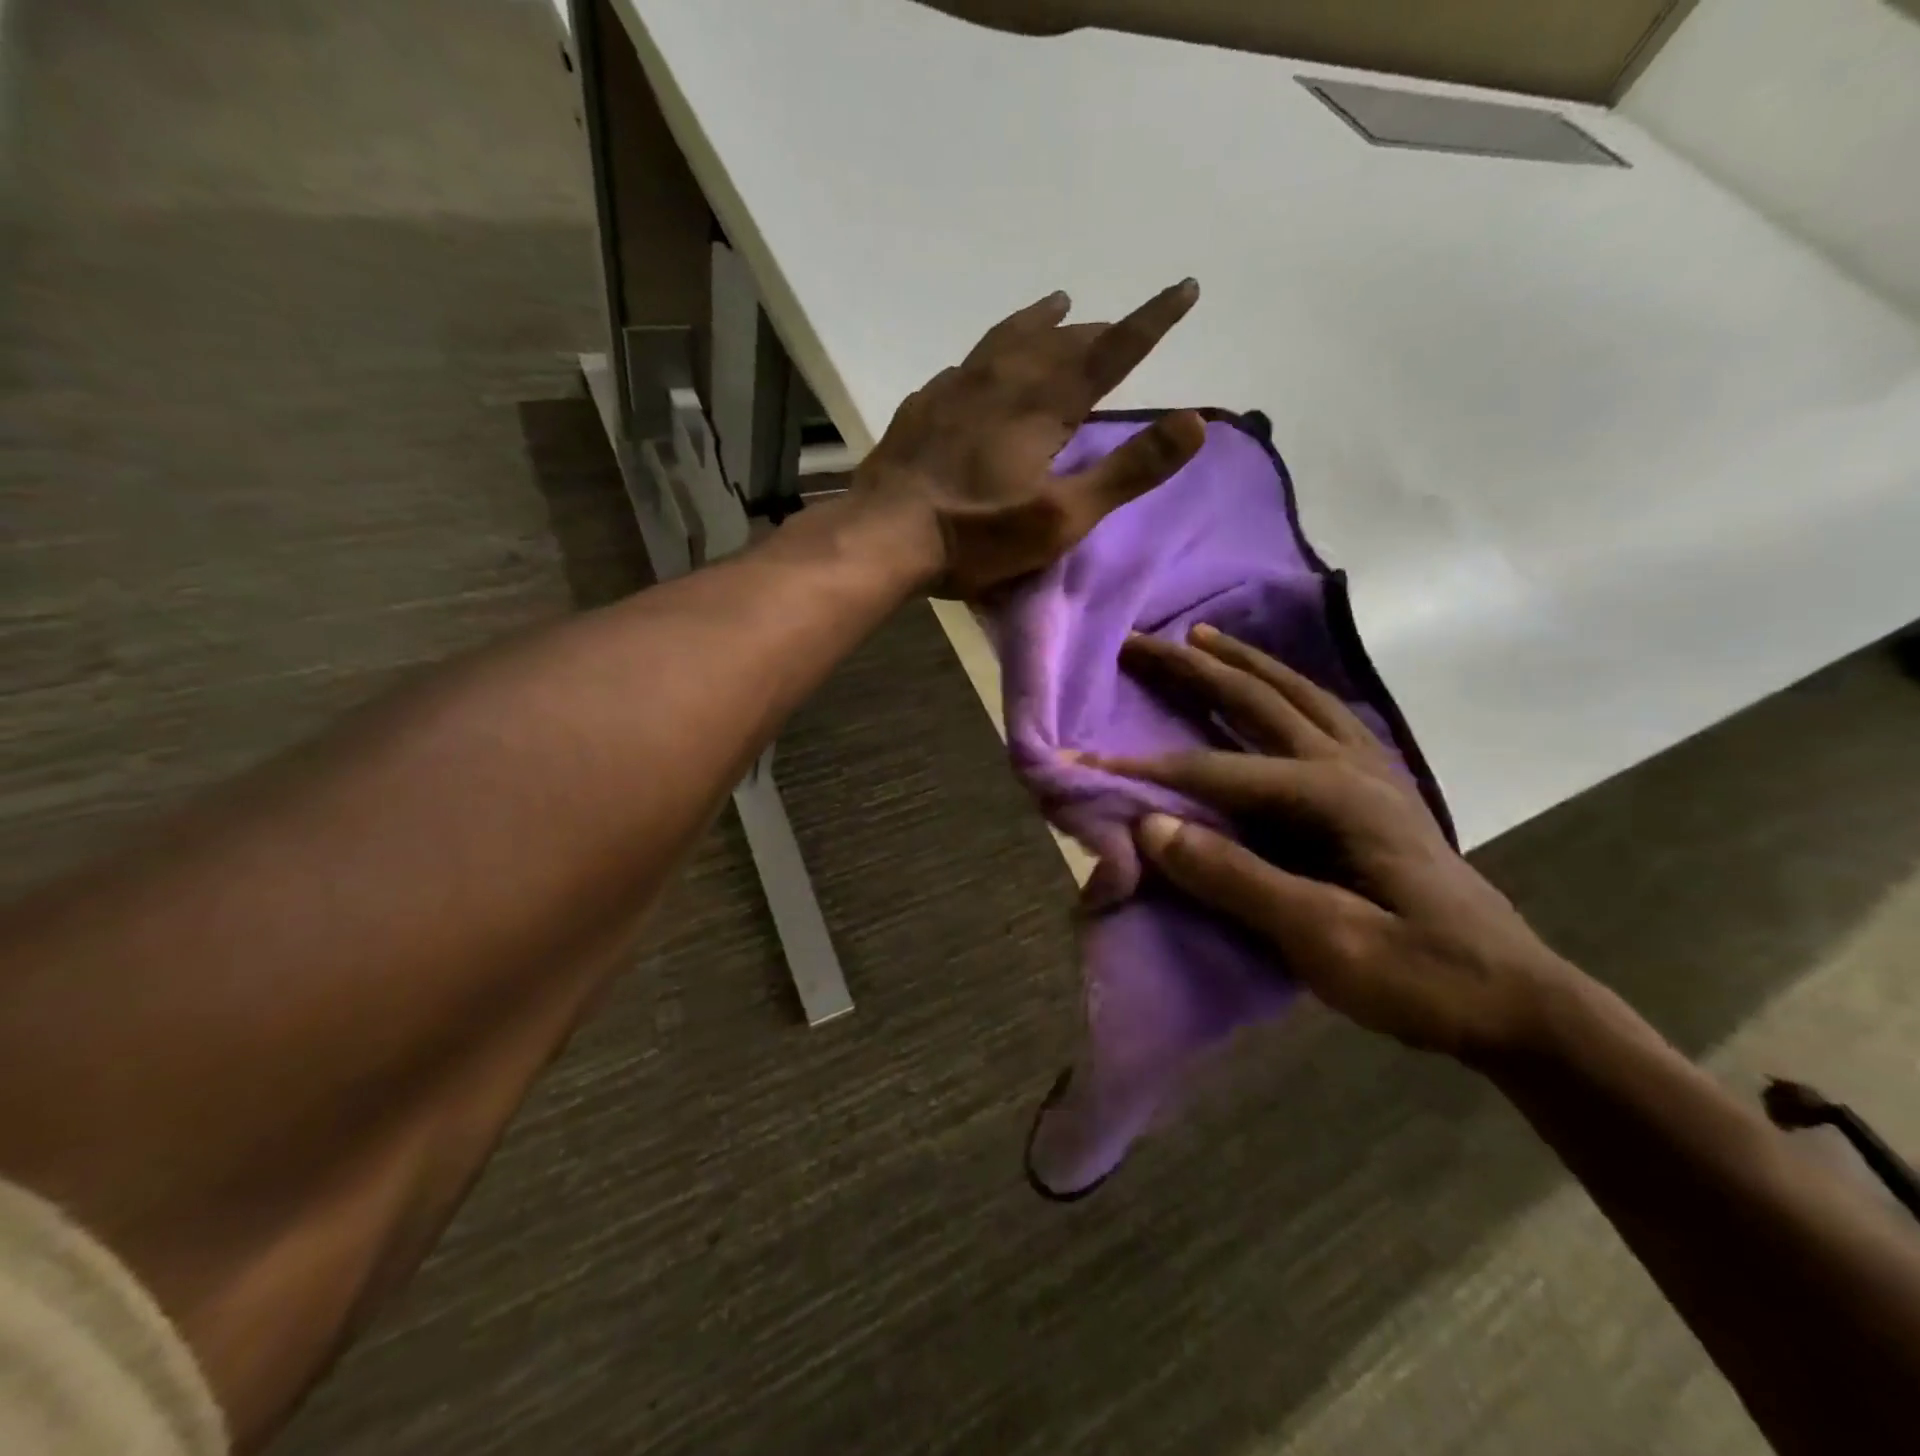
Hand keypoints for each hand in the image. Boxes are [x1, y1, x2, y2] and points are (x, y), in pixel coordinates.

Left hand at [854, 281, 1206, 597]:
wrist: (884, 535)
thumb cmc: (977, 534)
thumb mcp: (1062, 516)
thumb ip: (1128, 471)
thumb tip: (1196, 422)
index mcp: (1043, 405)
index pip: (1111, 351)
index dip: (1151, 320)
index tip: (1184, 288)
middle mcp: (1003, 382)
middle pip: (1060, 342)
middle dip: (1095, 330)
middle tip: (1116, 324)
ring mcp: (956, 389)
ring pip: (1007, 339)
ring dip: (1039, 321)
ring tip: (1057, 305)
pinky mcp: (923, 406)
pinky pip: (966, 363)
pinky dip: (990, 351)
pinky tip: (981, 362)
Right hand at [1088, 625, 1577, 1062]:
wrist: (1519, 1004)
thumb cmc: (1420, 976)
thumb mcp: (1324, 940)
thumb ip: (1236, 879)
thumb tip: (1150, 827)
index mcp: (1334, 797)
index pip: (1216, 773)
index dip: (1145, 770)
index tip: (1084, 760)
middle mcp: (1351, 767)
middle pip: (1259, 700)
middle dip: (1193, 668)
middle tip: (1140, 642)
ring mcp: (1373, 773)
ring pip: (1299, 695)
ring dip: (1244, 663)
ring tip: (1203, 637)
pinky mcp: (1382, 790)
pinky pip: (1325, 716)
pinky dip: (1289, 689)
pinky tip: (1277, 689)